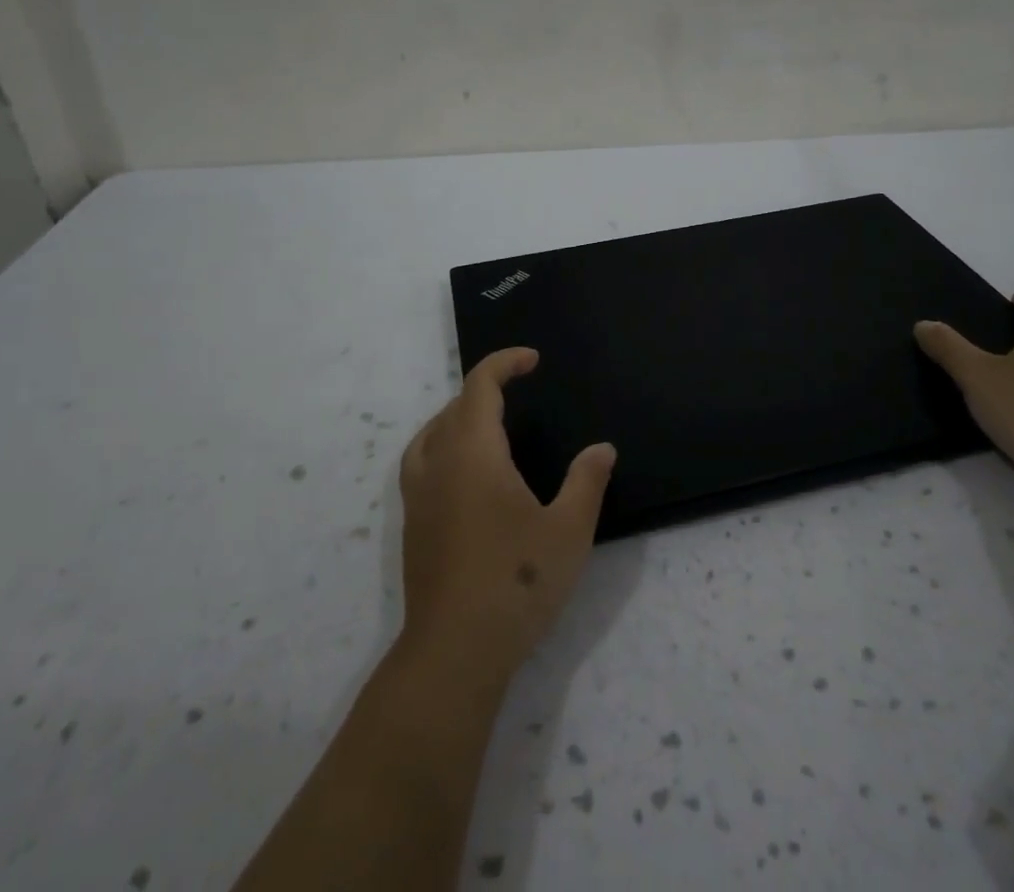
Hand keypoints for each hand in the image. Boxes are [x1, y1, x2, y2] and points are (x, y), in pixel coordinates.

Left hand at [397, 348, 616, 685]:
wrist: (454, 652)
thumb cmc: (516, 582)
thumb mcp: (568, 531)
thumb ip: (587, 482)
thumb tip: (602, 449)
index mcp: (474, 452)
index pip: (480, 386)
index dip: (504, 363)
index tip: (532, 361)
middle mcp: (439, 464)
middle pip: (454, 407)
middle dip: (485, 389)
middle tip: (519, 394)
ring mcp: (418, 496)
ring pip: (430, 434)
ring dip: (457, 417)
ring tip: (487, 425)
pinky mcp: (412, 526)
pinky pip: (420, 463)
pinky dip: (441, 446)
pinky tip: (464, 477)